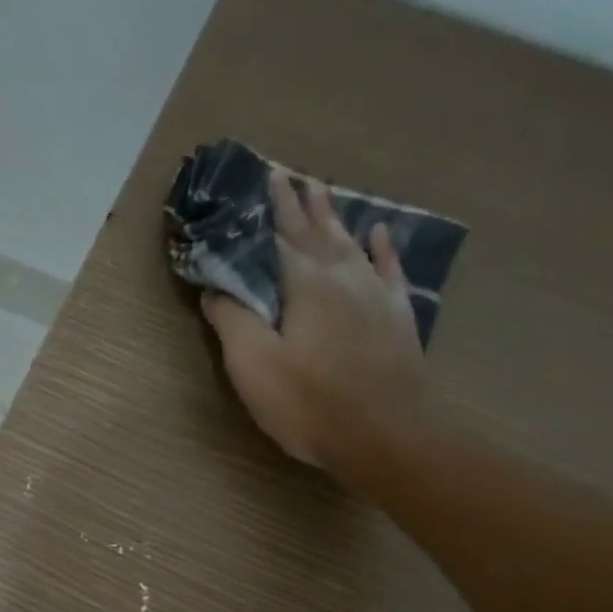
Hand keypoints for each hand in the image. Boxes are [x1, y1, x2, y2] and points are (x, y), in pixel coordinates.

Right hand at [201, 171, 427, 482]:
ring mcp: (376, 295)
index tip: (266, 177)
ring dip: (335, 217)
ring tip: (324, 191)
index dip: (272, 209)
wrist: (385, 436)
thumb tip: (215, 289)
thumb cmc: (309, 404)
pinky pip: (389, 269)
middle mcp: (344, 277)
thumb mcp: (253, 366)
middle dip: (302, 204)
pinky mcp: (397, 317)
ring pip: (352, 243)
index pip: (283, 236)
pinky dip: (382, 248)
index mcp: (305, 285)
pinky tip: (380, 233)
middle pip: (319, 232)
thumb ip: (232, 321)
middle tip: (292, 175)